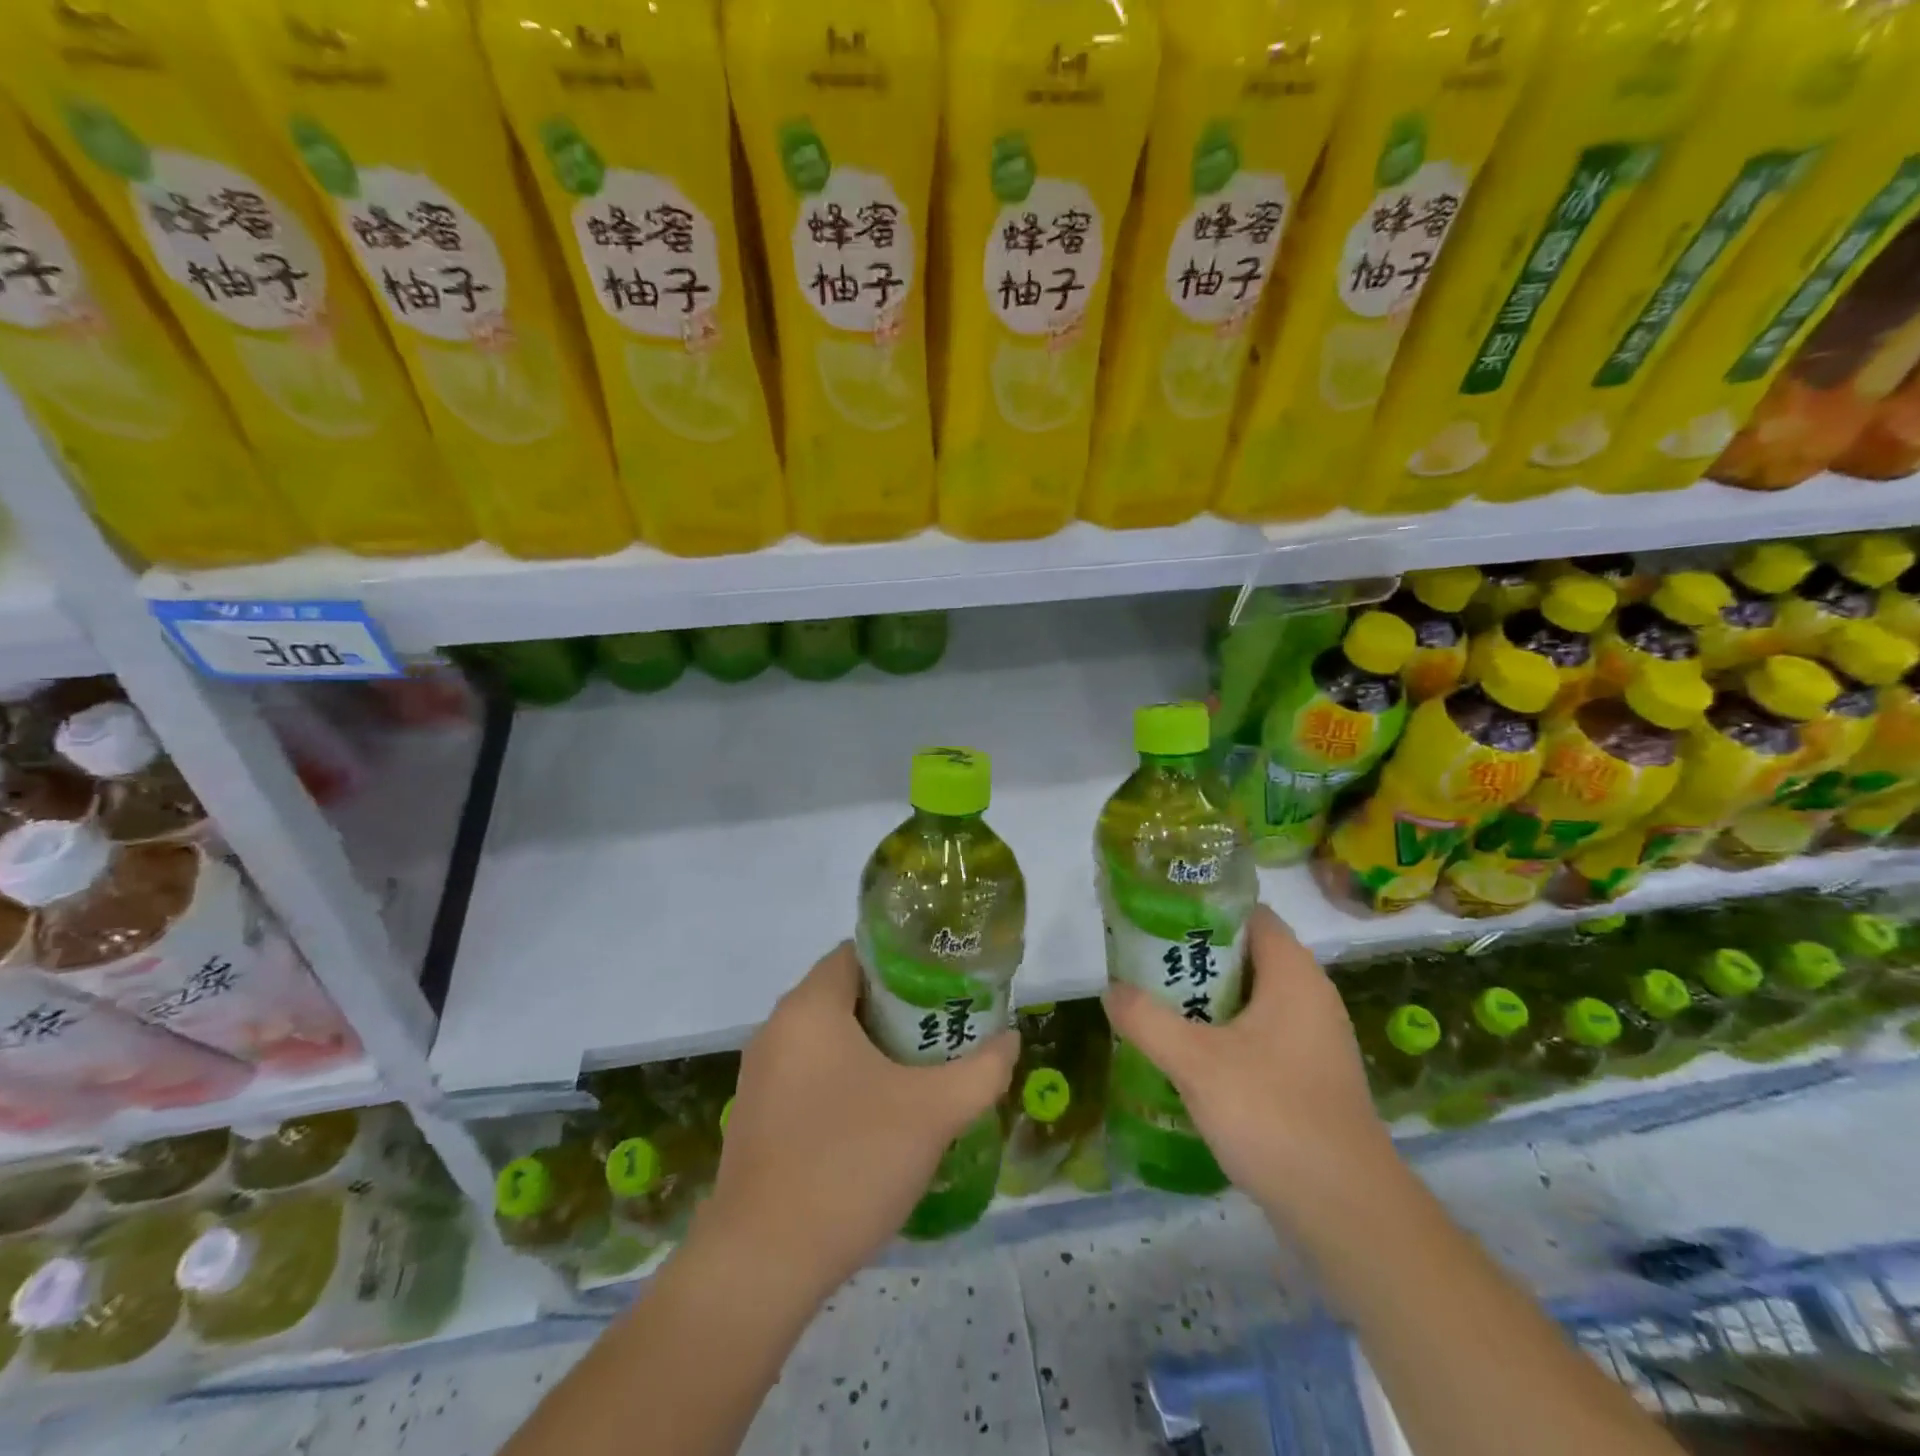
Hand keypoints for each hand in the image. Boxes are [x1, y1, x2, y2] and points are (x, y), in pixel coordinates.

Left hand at [696, 943, 1018, 1300]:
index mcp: (809, 1007)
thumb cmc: (850, 1162)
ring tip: (918, 1074)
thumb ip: (981, 1071)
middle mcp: (776, 1029)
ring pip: (826, 1039)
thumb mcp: (933, 1113)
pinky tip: (875, 1120)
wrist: (763, 1265)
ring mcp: (759, 1076)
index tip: (942, 987)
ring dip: (869, 1048)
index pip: (857, 953)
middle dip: (894, 1009)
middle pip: (844, 995)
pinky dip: (842, 1080)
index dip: (904, 963)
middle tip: (940, 1033)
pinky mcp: (755, 1118)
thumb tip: (1010, 1040)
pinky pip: (807, 1076)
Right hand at [1102, 904, 1397, 1226]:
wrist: (1347, 1214)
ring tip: (1155, 1006)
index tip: (1157, 918)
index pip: (1250, 914)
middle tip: (1143, 965)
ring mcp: (1314, 1041)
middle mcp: (1310, 998)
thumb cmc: (1274, 1115)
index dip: (1204, 909)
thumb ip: (1146, 1019)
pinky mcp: (1310, 1079)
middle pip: (1246, 956)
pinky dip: (1224, 1036)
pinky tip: (1188, 1058)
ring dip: (1205, 1001)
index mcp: (1293, 975)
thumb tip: (1111, 990)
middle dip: (1193, 958)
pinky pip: (1259, 1037)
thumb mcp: (1195, 1062)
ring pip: (1250, 1000)